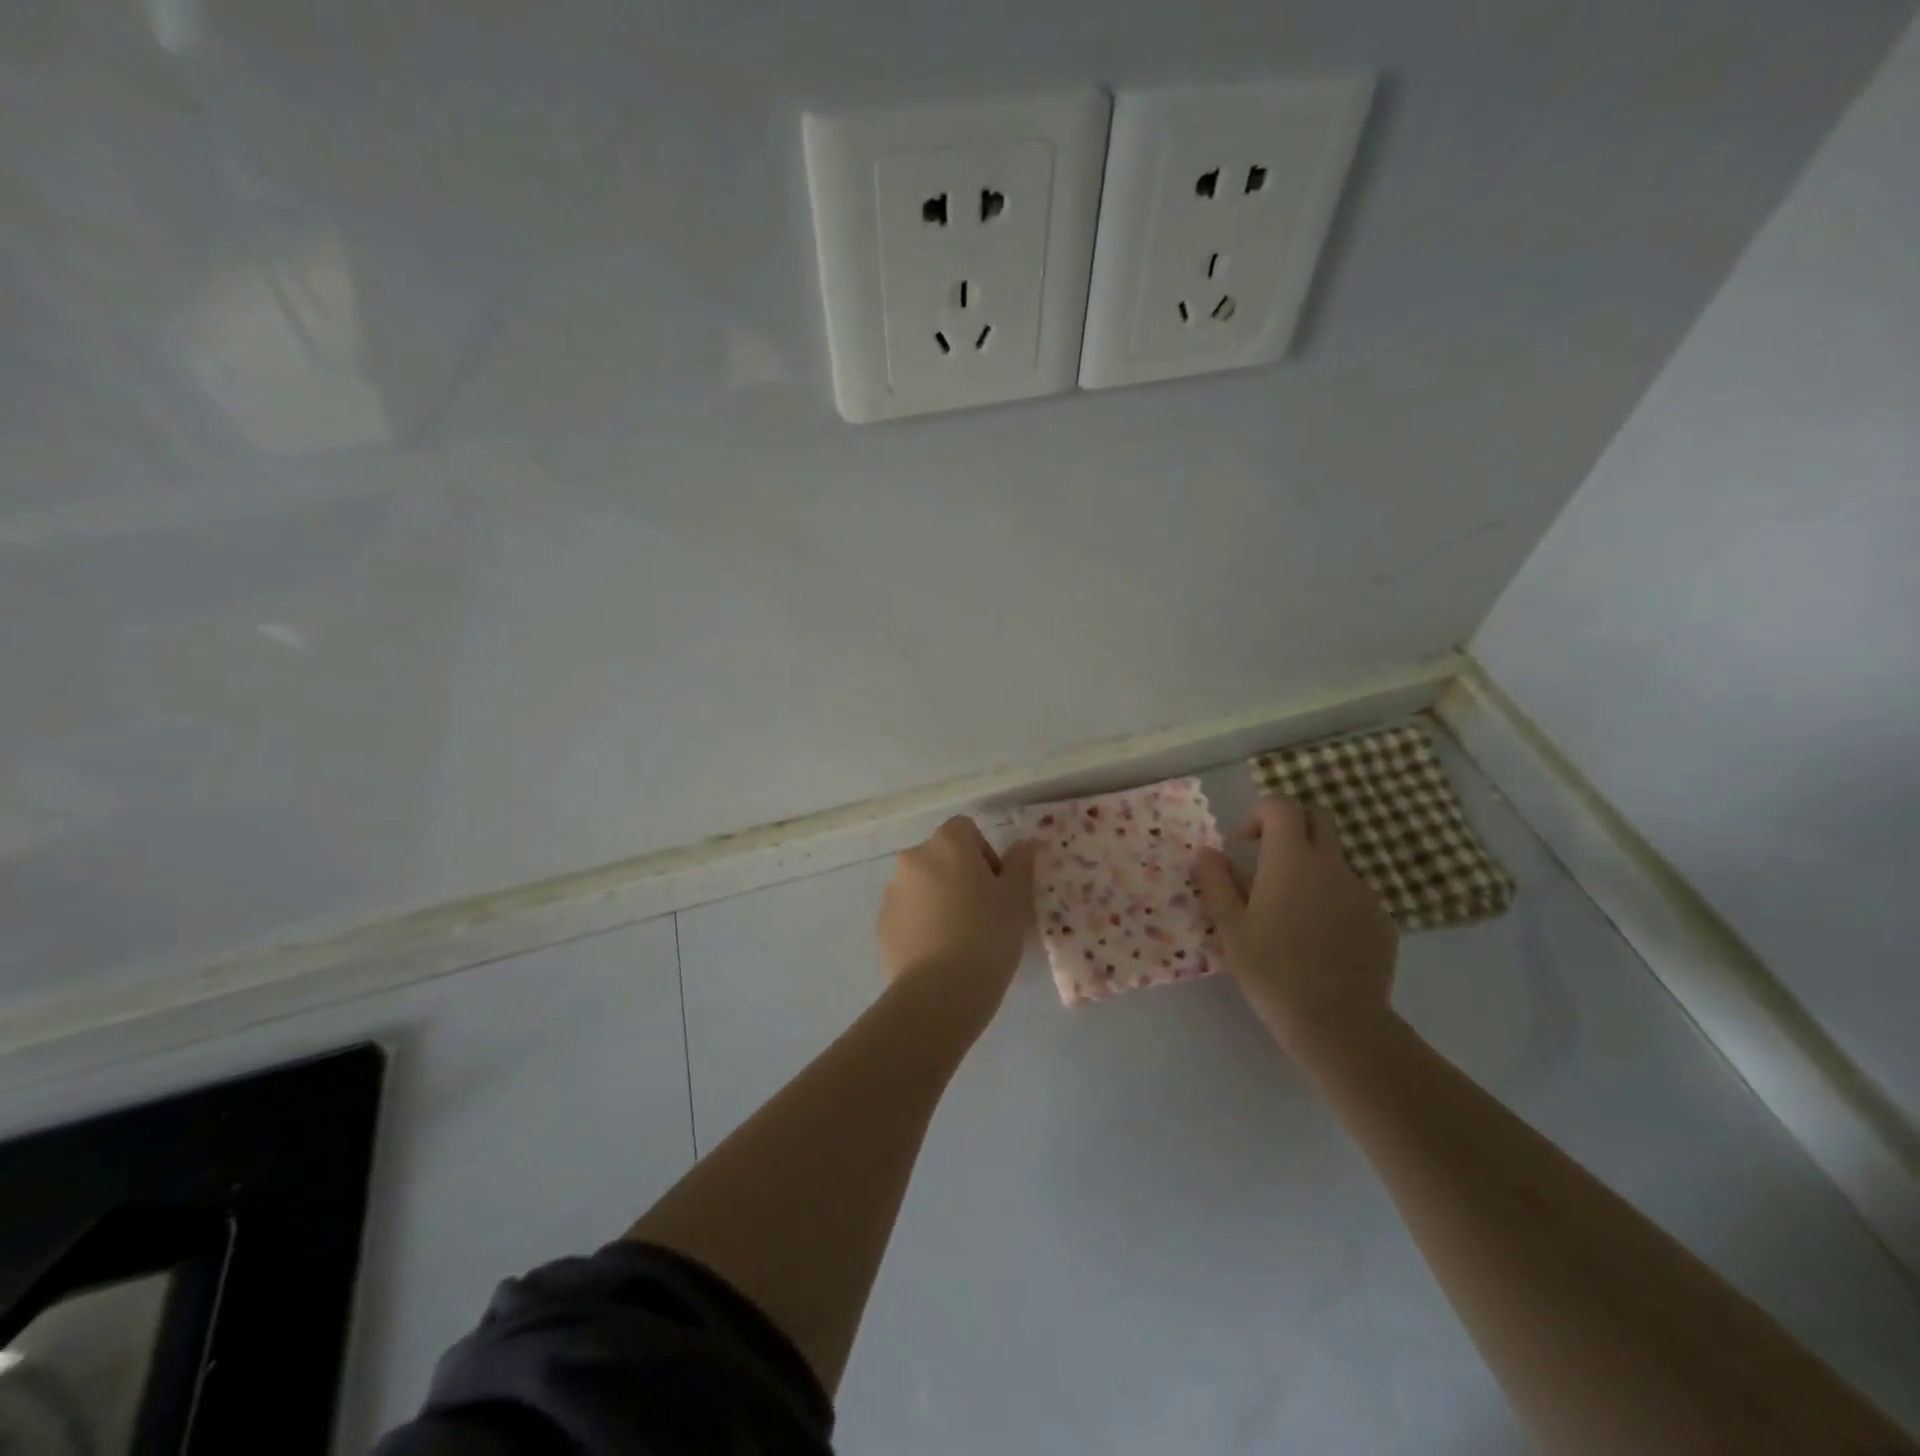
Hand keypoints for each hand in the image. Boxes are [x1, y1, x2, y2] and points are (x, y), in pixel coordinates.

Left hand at [878, 817, 1037, 1024]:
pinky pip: (907, 914)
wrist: (941, 991)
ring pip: (922, 885)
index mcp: (946, 845)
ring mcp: (892, 893)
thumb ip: (1021, 864)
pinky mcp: (882, 925)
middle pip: (940, 856)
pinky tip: (939, 953)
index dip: (984, 852)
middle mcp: (913, 860)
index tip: (997, 884)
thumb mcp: (1016, 898)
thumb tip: (1025, 843)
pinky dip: (922, 923)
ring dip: (938, 898)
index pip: (965, 829)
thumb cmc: (988, 935)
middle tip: (982, 911)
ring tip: (959, 937)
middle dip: (960, 875)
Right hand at [1192, 796, 1397, 1069]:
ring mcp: (1362, 892)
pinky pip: (1351, 893)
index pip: (1281, 806)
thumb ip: (1215, 882)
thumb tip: (1207, 852)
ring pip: (1333, 860)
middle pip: (1317, 819)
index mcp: (1291, 860)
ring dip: (1309, 868)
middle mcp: (1331, 866)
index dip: (1258, 814)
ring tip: (1288, 914)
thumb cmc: (1273, 971)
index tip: (1242, 845)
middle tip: (1266, 862)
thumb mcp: (1230, 927)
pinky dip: (1330, 900)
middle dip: (1290, 827)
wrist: (1339, 1024)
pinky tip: (1317, 941)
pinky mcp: (1380, 920)